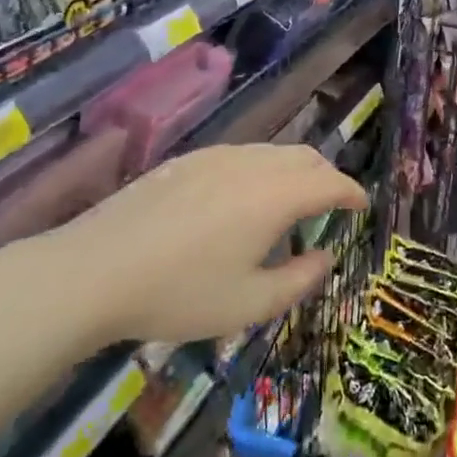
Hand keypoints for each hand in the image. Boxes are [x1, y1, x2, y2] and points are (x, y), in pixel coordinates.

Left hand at [15, 140, 364, 349]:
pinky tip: (239, 205)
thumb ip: (299, 279)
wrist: (94, 270)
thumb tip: (325, 255)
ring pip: (272, 153)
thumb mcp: (249, 303)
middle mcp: (253, 164)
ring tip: (285, 211)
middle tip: (330, 208)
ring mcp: (217, 156)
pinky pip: (242, 156)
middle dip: (326, 178)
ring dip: (293, 174)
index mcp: (276, 195)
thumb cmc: (179, 293)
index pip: (331, 183)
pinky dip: (261, 172)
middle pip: (305, 158)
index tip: (363, 206)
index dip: (352, 193)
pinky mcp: (188, 160)